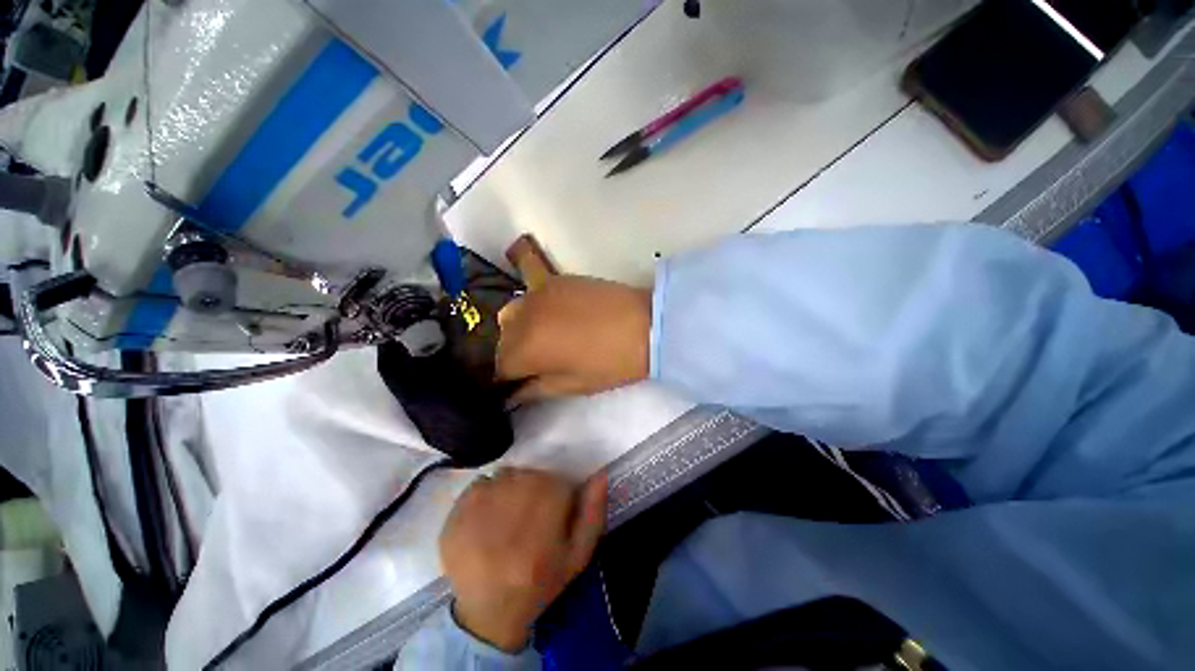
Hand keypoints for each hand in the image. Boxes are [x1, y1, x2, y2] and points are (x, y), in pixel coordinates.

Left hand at [440, 467, 607, 651]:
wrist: (490, 612)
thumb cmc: (541, 582)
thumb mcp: (578, 555)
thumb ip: (593, 513)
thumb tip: (600, 474)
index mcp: (542, 530)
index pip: (557, 485)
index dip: (559, 495)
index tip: (554, 512)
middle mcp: (509, 516)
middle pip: (531, 476)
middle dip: (536, 488)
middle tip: (530, 514)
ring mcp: (477, 514)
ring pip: (506, 475)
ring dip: (512, 487)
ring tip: (509, 515)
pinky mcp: (455, 516)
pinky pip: (480, 484)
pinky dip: (488, 492)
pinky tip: (488, 515)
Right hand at [496, 276, 651, 403]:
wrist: (647, 325)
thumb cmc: (611, 363)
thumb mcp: (572, 385)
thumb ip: (536, 389)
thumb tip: (514, 394)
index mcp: (525, 349)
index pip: (500, 367)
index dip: (508, 379)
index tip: (519, 384)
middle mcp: (522, 318)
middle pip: (502, 339)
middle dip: (513, 354)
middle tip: (536, 363)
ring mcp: (537, 293)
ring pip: (511, 314)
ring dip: (518, 329)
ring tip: (541, 337)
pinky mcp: (554, 279)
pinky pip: (530, 283)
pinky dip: (530, 298)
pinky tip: (541, 300)